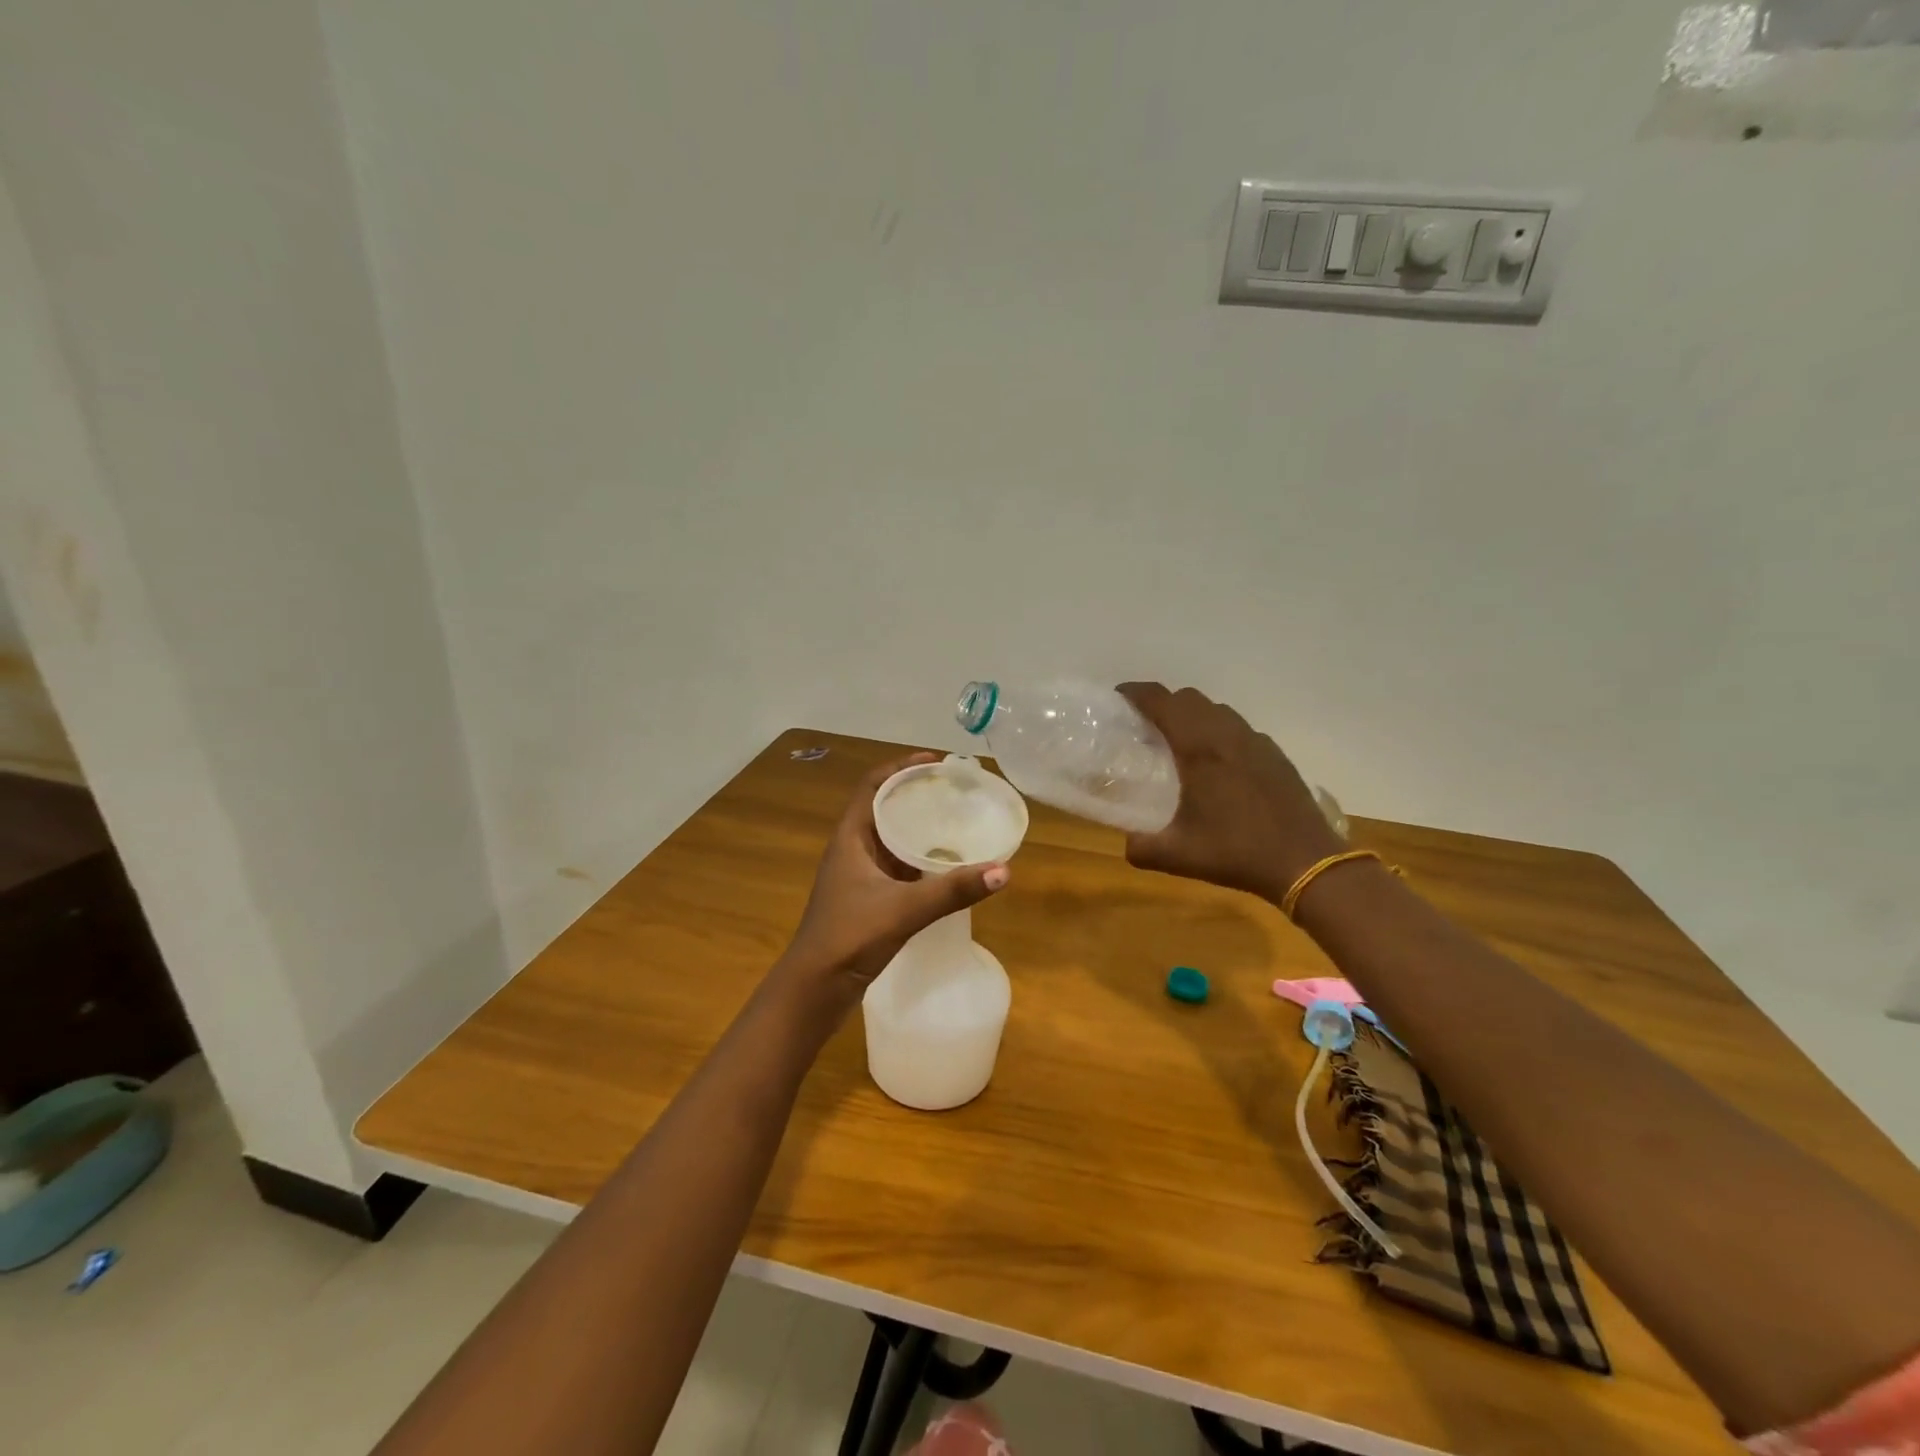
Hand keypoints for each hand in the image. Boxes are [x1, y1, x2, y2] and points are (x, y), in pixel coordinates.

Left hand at [774, 753, 1009, 1016]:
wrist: (814, 989)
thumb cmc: (849, 936)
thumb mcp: (904, 909)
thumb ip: (953, 890)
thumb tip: (1004, 870)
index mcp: (851, 838)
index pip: (872, 785)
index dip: (901, 767)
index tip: (935, 762)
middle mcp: (852, 850)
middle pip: (884, 808)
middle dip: (917, 795)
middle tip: (955, 791)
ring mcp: (858, 876)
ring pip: (891, 840)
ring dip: (919, 829)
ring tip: (956, 822)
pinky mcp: (867, 899)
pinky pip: (896, 867)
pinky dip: (919, 861)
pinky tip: (945, 868)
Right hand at [1117, 683, 1344, 903]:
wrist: (1305, 863)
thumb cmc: (1236, 852)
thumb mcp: (1177, 855)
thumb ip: (1141, 847)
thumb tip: (1127, 842)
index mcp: (1198, 748)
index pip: (1161, 701)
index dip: (1135, 692)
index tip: (1118, 698)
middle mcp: (1226, 734)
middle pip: (1188, 698)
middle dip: (1163, 703)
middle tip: (1145, 727)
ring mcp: (1255, 741)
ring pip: (1217, 709)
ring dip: (1192, 716)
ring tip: (1179, 743)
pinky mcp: (1274, 754)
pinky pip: (1238, 728)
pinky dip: (1218, 732)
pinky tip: (1217, 765)